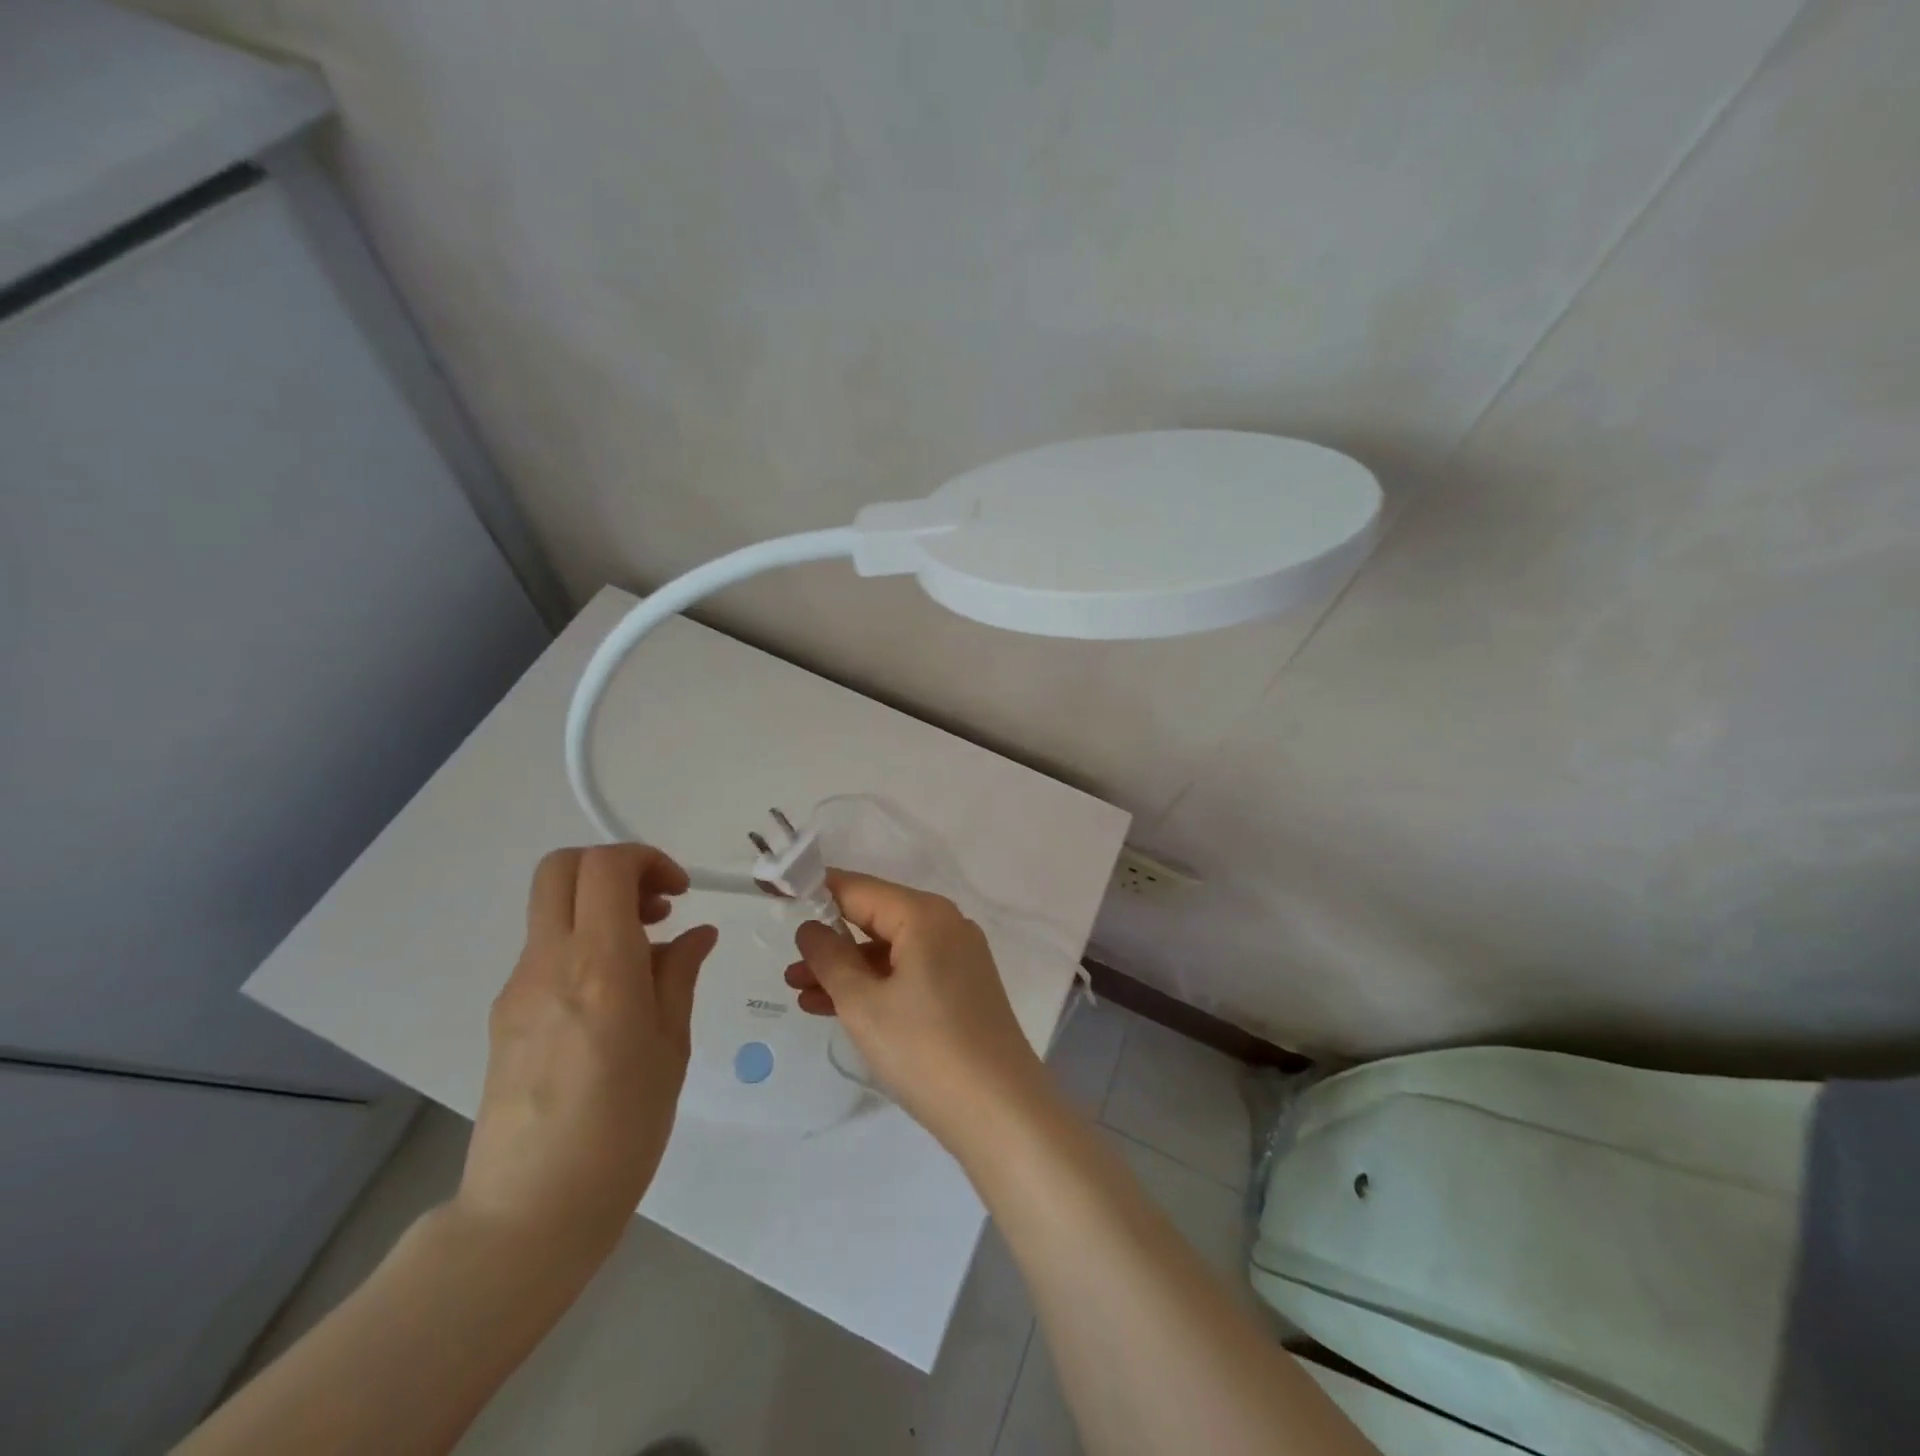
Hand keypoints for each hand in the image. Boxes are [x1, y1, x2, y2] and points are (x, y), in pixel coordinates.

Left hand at [456, 845, 717, 1270]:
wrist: (528, 1212)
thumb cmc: (622, 1129)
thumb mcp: (671, 1046)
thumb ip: (679, 975)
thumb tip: (695, 934)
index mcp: (600, 966)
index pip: (606, 867)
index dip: (647, 860)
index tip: (679, 893)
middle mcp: (549, 962)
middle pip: (562, 867)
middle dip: (616, 868)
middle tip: (658, 906)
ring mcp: (518, 987)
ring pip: (552, 908)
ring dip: (600, 906)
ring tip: (646, 953)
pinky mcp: (504, 1014)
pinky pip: (545, 950)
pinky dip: (583, 943)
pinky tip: (614, 996)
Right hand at [786, 870, 1049, 1148]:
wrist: (999, 1111)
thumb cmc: (924, 1049)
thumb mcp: (863, 1004)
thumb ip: (830, 958)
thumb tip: (811, 928)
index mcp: (924, 914)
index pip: (858, 888)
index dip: (814, 890)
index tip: (776, 894)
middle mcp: (946, 924)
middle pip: (875, 918)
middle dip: (829, 940)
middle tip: (786, 963)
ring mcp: (958, 956)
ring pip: (889, 950)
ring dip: (846, 968)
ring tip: (799, 991)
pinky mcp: (961, 987)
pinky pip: (907, 972)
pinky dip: (874, 985)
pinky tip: (835, 1007)